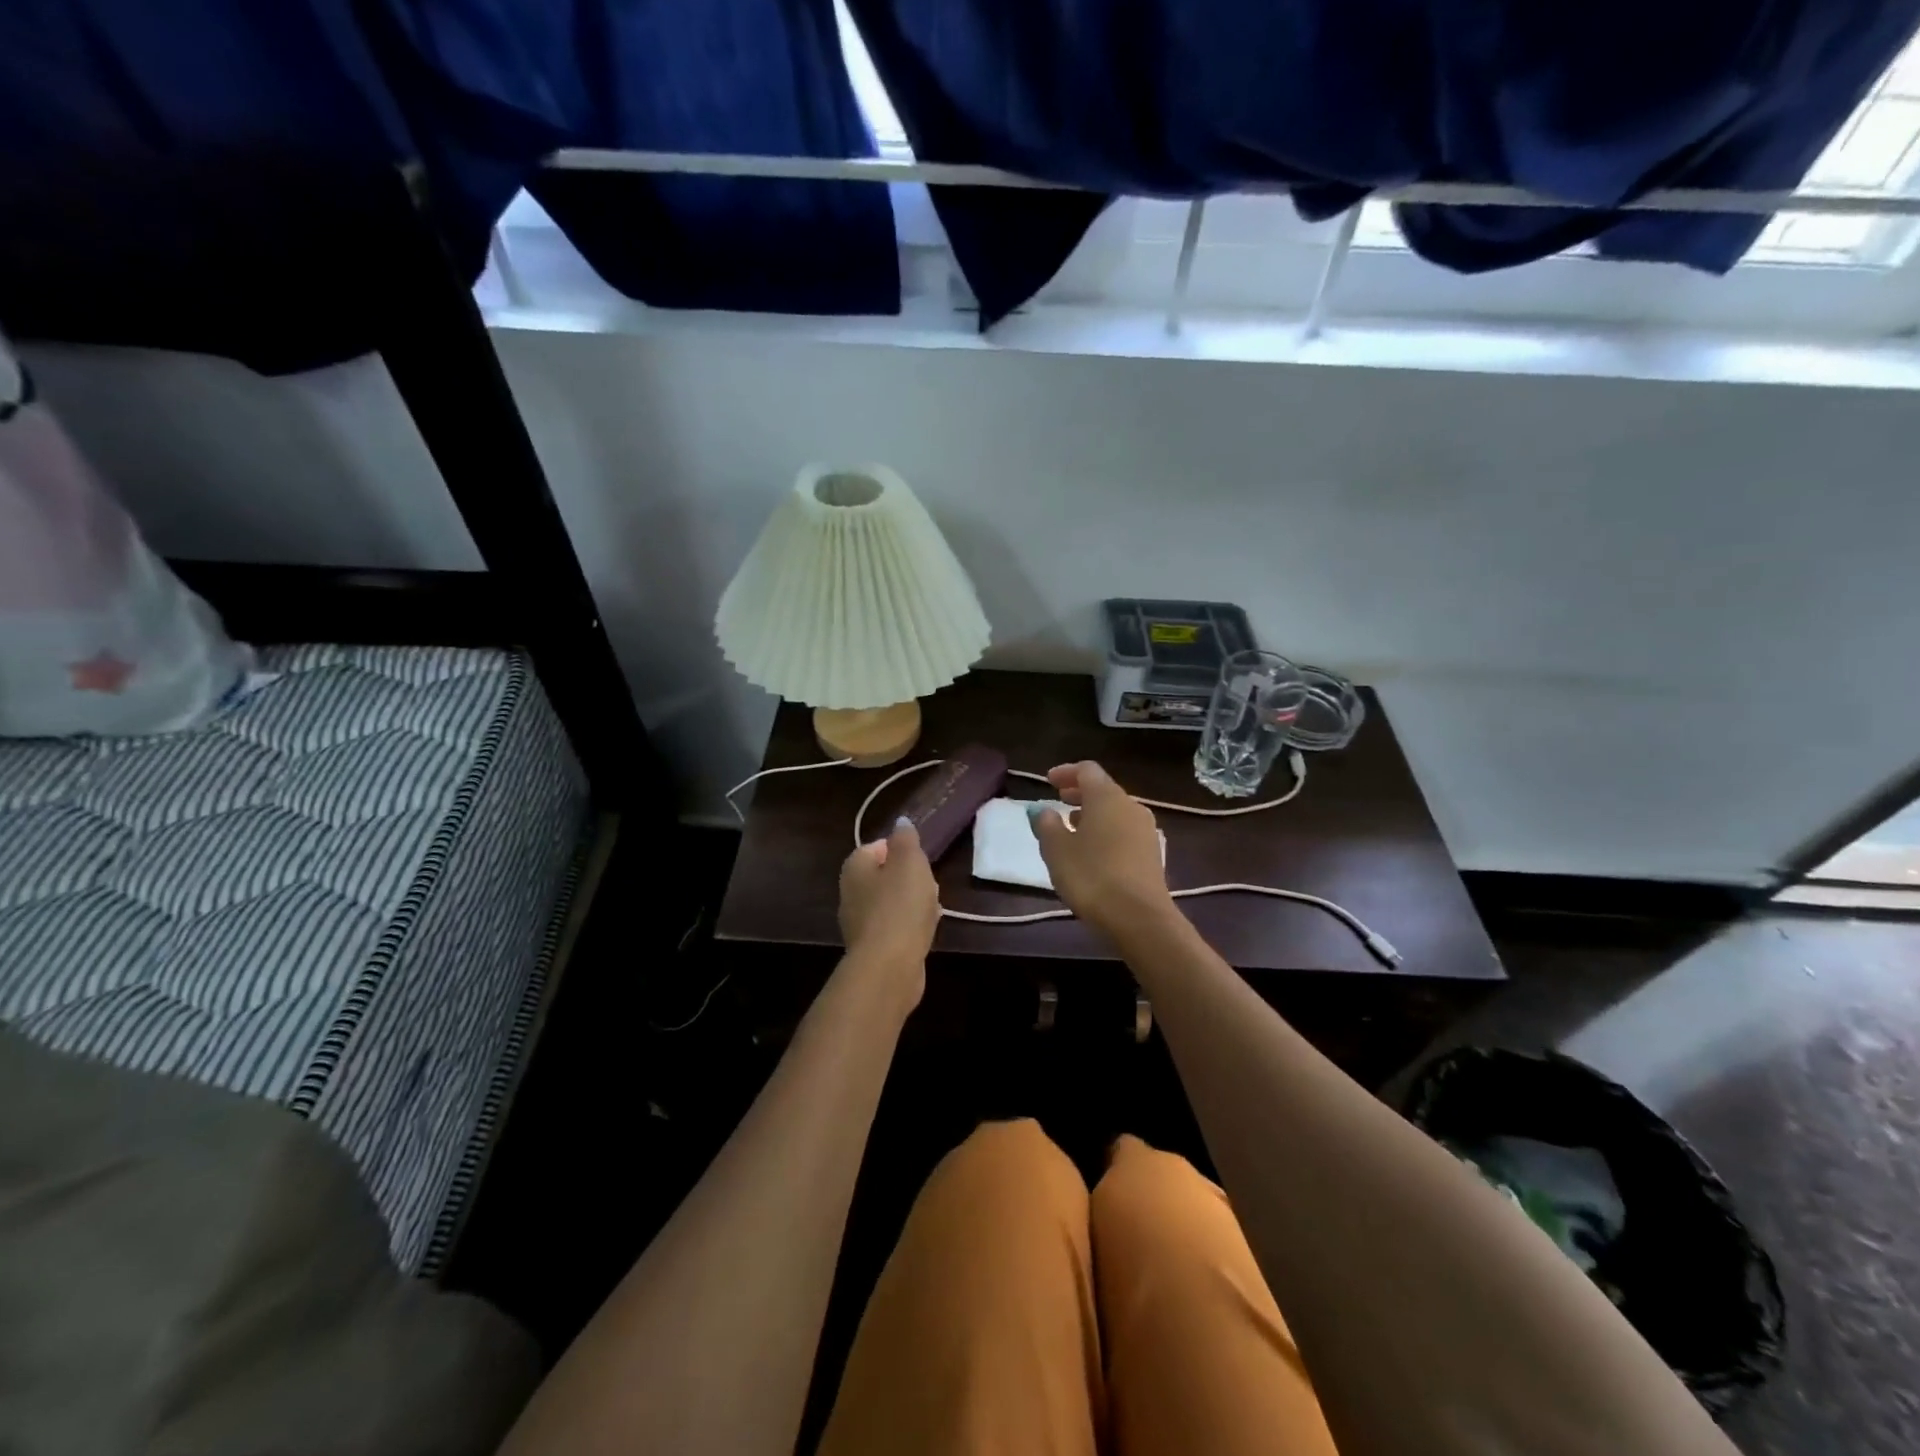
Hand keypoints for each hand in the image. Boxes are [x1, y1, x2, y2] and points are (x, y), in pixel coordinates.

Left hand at [838, 818, 938, 1002]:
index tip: (920, 858)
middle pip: (884, 876)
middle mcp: (851, 893)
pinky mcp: (873, 948)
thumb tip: (901, 822)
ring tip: (934, 906)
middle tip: (929, 882)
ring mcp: (860, 923)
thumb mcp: (909, 862)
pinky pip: (895, 927)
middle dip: (909, 878)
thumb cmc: (900, 906)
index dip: (901, 850)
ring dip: (913, 902)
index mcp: (855, 868)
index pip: (877, 847)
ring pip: (891, 902)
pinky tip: (928, 929)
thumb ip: (906, 839)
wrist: (889, 966)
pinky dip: (911, 925)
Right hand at [1032, 761, 1176, 938]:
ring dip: (1093, 812)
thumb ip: (1047, 825)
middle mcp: (1130, 806)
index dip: (1066, 772)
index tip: (1048, 781)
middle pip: (1103, 789)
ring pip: (1115, 810)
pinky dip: (1106, 829)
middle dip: (1079, 792)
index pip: (1087, 770)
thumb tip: (1044, 810)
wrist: (1139, 918)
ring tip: (1072, 825)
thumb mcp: (1057, 850)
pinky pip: (1124, 830)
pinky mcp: (1151, 853)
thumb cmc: (1091, 876)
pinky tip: (1092, 848)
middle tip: (1058, 799)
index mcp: (1106, 797)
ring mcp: (1145, 829)